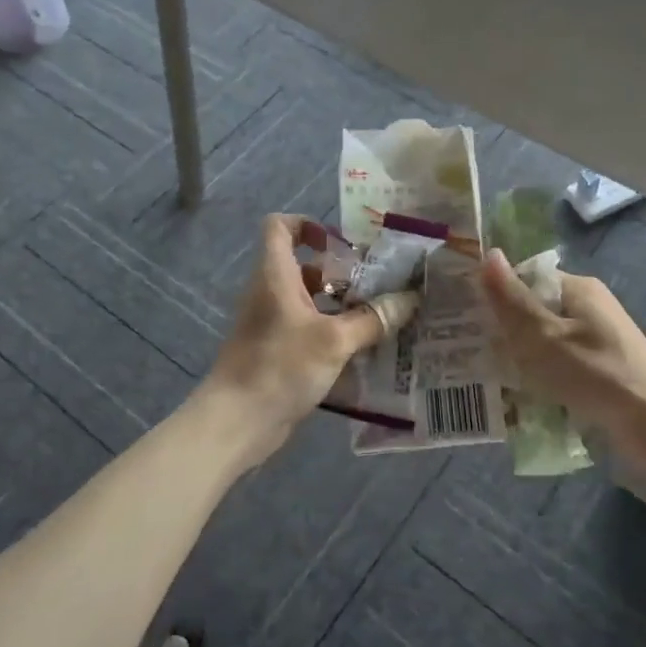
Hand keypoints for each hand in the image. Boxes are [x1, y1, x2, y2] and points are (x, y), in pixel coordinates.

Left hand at [207, 215, 385, 459]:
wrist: (236, 422)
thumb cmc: (280, 366)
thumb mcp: (334, 341)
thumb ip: (372, 319)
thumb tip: (409, 299)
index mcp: (275, 275)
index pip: (279, 226)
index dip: (308, 225)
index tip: (341, 245)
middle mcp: (269, 292)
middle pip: (302, 265)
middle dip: (338, 271)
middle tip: (375, 284)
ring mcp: (270, 323)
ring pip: (307, 300)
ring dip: (339, 304)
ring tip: (377, 316)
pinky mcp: (275, 352)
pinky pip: (306, 329)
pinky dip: (331, 331)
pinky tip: (361, 349)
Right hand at [479, 250, 645, 446]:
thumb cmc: (594, 373)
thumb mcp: (542, 336)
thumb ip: (511, 299)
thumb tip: (488, 253)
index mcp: (578, 288)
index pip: (526, 279)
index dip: (496, 294)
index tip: (467, 317)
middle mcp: (590, 307)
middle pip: (535, 310)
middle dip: (506, 330)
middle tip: (472, 351)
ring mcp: (599, 338)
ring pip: (546, 340)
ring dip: (522, 356)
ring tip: (491, 377)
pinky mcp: (603, 367)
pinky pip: (561, 363)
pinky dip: (543, 375)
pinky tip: (524, 397)